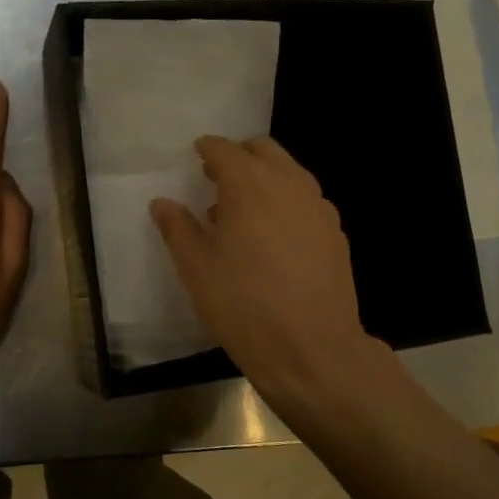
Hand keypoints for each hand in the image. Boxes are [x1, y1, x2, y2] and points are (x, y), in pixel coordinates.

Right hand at [150, 135, 380, 407]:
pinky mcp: (335, 232)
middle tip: (217, 179)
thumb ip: (177, 228)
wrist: (311, 349)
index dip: (207, 149)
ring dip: (265, 178)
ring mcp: (318, 207)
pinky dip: (286, 203)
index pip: (224, 150)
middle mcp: (289, 184)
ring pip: (289, 173)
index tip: (197, 155)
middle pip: (263, 150)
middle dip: (239, 156)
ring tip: (243, 212)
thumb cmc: (243, 305)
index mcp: (249, 185)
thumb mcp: (196, 268)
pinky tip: (274, 237)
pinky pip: (306, 201)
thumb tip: (162, 203)